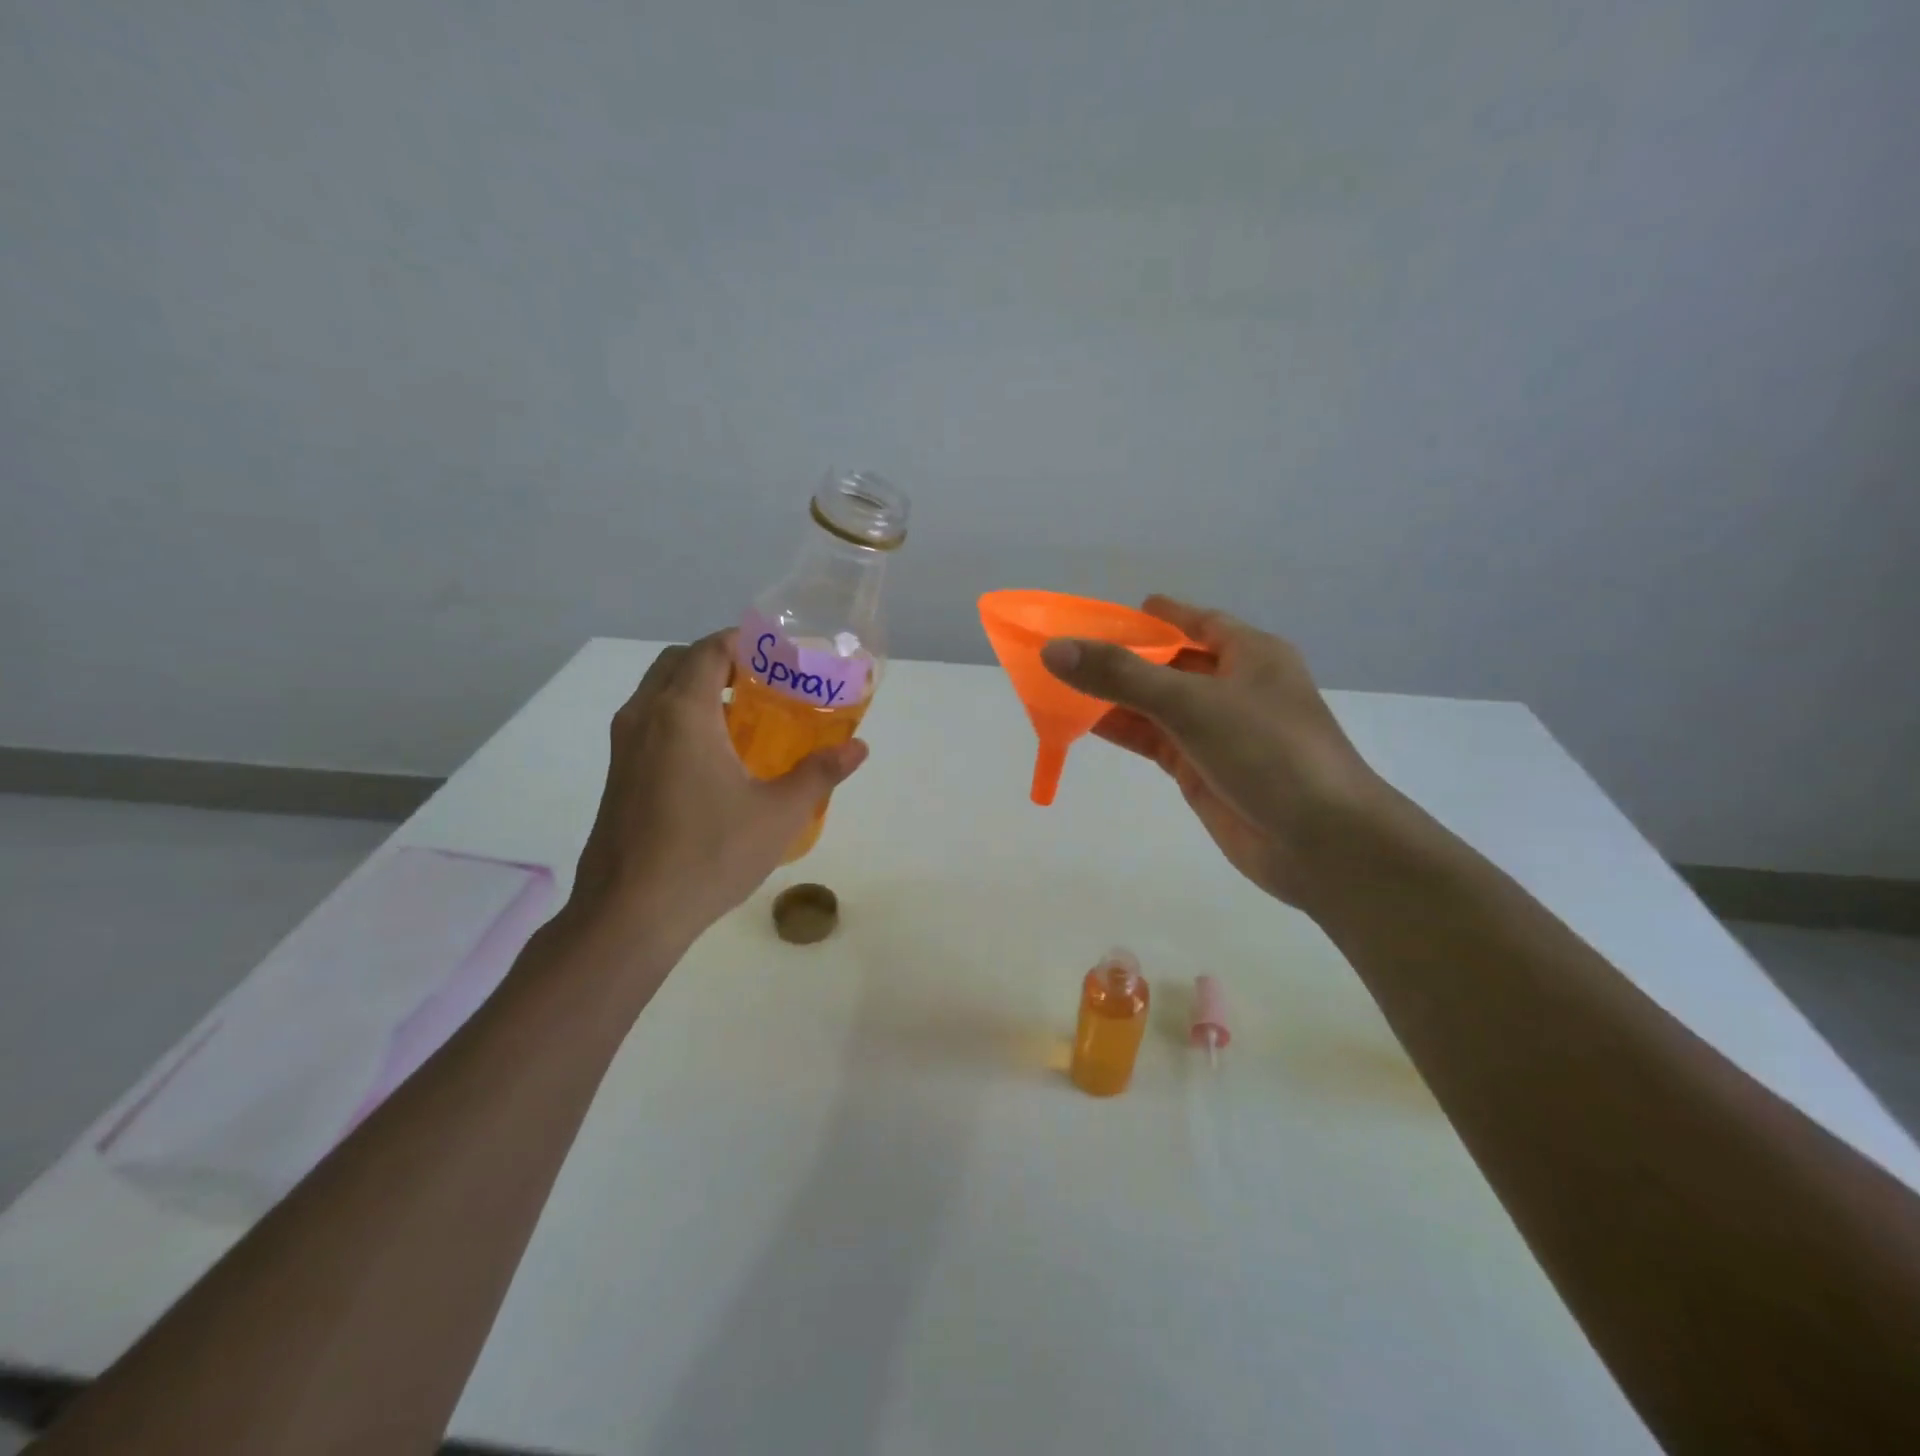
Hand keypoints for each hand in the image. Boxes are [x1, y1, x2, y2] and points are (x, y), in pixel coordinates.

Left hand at [568, 630, 867, 948]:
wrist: (630, 914)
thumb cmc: (709, 854)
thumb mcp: (779, 814)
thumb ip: (821, 773)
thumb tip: (858, 748)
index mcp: (682, 713)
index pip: (711, 648)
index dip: (745, 642)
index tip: (780, 656)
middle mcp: (645, 717)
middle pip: (679, 662)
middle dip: (721, 660)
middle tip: (763, 683)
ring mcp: (624, 747)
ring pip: (659, 693)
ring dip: (697, 689)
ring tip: (743, 718)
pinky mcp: (618, 775)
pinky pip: (650, 723)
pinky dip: (680, 717)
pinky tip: (714, 760)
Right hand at [1040, 596, 1388, 907]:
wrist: (1321, 842)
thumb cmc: (1269, 751)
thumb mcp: (1192, 703)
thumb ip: (1122, 676)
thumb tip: (1054, 650)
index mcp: (1249, 654)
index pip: (1196, 622)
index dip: (1155, 616)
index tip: (1108, 615)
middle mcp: (1233, 687)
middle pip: (1168, 663)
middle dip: (1122, 658)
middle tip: (1066, 651)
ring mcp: (1216, 731)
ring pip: (1156, 704)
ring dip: (1114, 696)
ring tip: (1059, 684)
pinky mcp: (1200, 769)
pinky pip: (1153, 740)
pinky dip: (1122, 730)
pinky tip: (1082, 723)